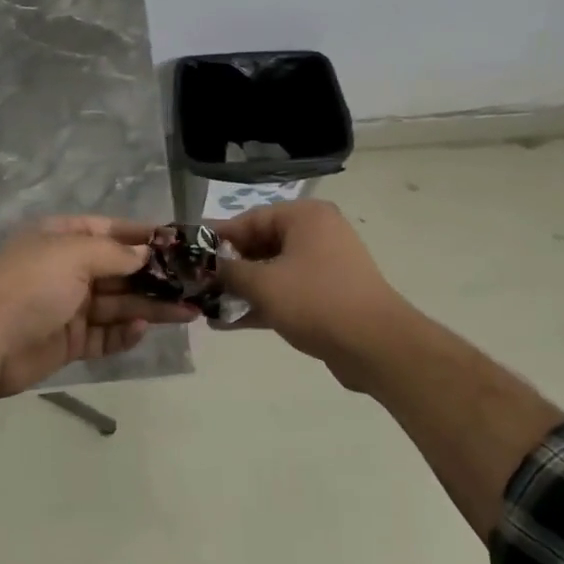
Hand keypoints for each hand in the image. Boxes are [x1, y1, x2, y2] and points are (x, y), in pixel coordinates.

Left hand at [0, 217, 199, 396]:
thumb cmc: (31, 287)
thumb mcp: (73, 255)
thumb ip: (114, 253)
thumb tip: (145, 254)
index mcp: (62, 237)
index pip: (110, 230)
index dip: (143, 236)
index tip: (179, 243)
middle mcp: (67, 268)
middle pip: (120, 269)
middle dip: (155, 276)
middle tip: (195, 284)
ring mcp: (68, 306)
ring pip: (118, 303)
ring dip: (151, 306)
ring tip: (189, 311)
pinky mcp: (69, 341)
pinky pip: (104, 334)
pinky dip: (124, 333)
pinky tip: (143, 329)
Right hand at [212, 200, 411, 389]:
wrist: (376, 346)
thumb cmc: (316, 301)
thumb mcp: (263, 284)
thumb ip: (229, 271)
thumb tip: (204, 266)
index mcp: (305, 217)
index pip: (249, 219)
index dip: (216, 238)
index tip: (187, 254)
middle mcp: (316, 234)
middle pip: (260, 245)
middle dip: (228, 267)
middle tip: (194, 283)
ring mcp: (324, 266)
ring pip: (271, 271)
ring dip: (240, 289)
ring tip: (205, 305)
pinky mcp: (327, 296)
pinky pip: (285, 293)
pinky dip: (260, 304)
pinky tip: (227, 322)